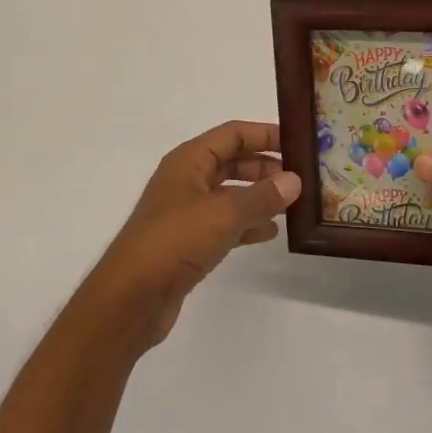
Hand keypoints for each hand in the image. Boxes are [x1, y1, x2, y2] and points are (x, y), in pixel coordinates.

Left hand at [83, 120, 298, 350]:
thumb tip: (294, 180)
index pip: (233, 134)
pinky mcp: (188, 242)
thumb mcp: (224, 213)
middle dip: (265, 166)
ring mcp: (186, 212)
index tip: (298, 142)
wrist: (131, 298)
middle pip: (232, 161)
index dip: (264, 134)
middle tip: (300, 176)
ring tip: (292, 204)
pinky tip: (270, 232)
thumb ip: (262, 196)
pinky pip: (225, 223)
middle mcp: (187, 180)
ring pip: (230, 194)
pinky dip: (247, 224)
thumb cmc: (175, 240)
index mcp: (189, 161)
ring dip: (259, 196)